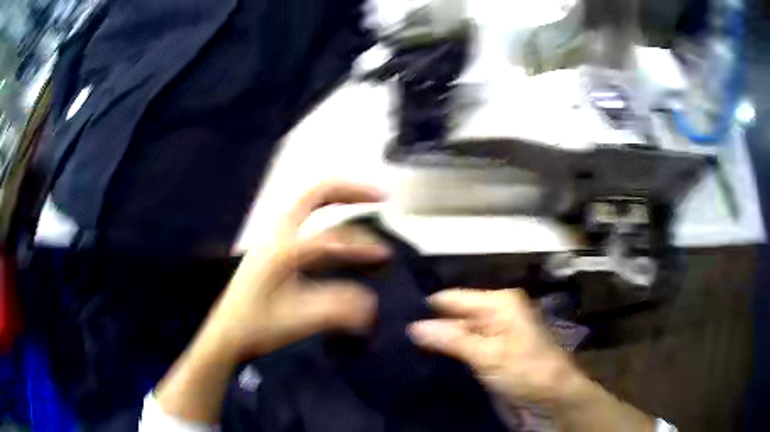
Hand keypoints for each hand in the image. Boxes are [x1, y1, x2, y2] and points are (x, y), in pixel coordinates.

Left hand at [200, 182, 390, 361]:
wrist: (226, 333)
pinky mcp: (274, 248)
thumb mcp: (297, 321)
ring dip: (339, 200)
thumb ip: (336, 310)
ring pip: (310, 204)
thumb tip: (371, 303)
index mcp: (282, 250)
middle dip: (350, 191)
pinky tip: (341, 232)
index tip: (385, 254)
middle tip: (380, 196)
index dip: (361, 246)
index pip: (330, 238)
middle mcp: (277, 235)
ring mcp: (273, 238)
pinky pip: (306, 220)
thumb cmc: (257, 327)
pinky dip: (328, 216)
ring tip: (365, 203)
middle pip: (316, 194)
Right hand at [408, 289, 582, 406]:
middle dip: (430, 326)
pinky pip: (466, 346)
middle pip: (455, 314)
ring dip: (438, 341)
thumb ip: (450, 339)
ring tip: (403, 347)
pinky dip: (450, 351)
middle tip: (394, 335)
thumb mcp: (487, 355)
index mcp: (499, 302)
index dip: (426, 307)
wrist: (553, 395)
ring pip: (459, 331)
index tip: (394, 316)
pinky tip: (427, 358)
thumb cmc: (525, 370)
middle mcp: (496, 311)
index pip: (453, 297)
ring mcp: (495, 332)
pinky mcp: (494, 350)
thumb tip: (413, 326)